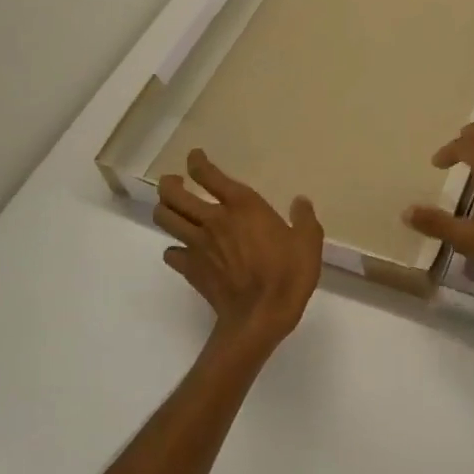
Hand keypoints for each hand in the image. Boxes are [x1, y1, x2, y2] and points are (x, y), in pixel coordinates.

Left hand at [155, 149, 323, 350]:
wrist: (260, 316)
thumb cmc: (288, 275)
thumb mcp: (308, 242)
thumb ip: (304, 219)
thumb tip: (301, 202)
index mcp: (242, 206)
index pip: (209, 175)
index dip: (198, 162)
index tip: (195, 157)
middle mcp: (213, 219)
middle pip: (174, 194)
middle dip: (170, 184)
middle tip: (175, 182)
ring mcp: (197, 245)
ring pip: (165, 219)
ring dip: (164, 210)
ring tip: (172, 209)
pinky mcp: (190, 269)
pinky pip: (171, 253)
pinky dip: (173, 249)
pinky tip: (183, 250)